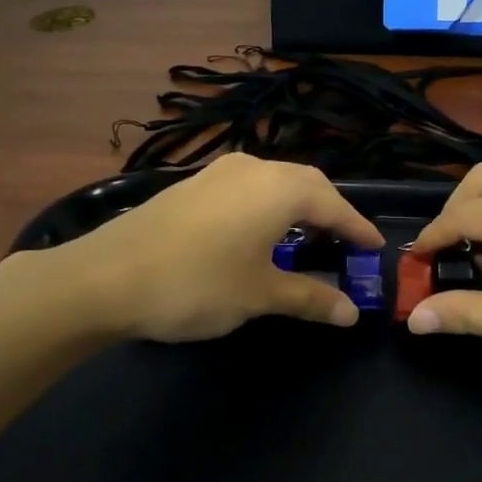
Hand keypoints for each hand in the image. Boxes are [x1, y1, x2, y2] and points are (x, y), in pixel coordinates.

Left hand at [36, 154, 383, 342]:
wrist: (106, 277)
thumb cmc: (197, 284)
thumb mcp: (259, 295)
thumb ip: (310, 297)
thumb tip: (351, 312)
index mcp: (279, 189)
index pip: (333, 204)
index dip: (357, 228)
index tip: (375, 248)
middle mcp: (253, 168)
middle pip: (306, 184)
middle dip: (330, 212)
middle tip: (345, 243)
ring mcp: (218, 172)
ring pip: (274, 182)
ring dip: (297, 206)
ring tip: (307, 238)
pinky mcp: (193, 184)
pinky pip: (247, 188)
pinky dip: (267, 206)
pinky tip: (258, 233)